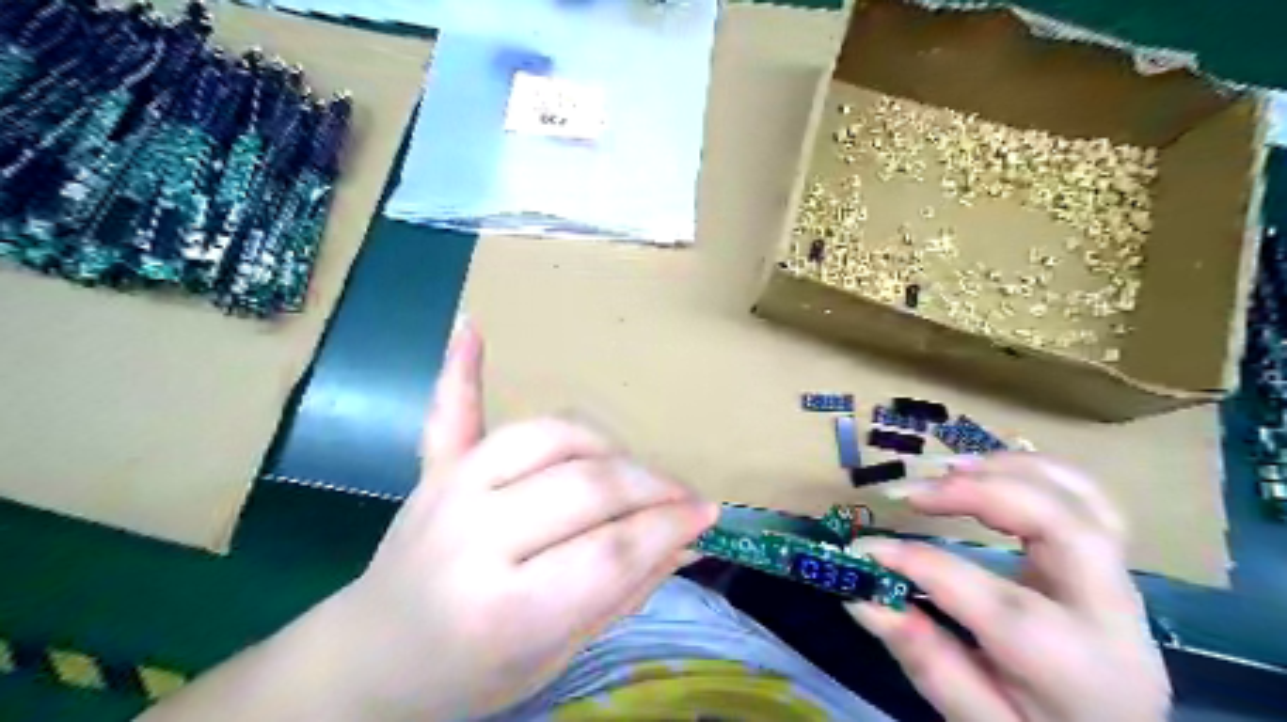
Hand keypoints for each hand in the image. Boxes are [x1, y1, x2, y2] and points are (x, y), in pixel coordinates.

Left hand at [330, 323, 719, 720]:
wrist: (372, 660)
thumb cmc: (471, 675)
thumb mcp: (558, 656)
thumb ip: (625, 591)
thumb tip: (688, 538)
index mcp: (503, 610)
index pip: (611, 552)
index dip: (668, 526)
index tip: (706, 514)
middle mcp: (474, 538)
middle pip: (587, 487)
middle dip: (650, 487)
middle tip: (681, 497)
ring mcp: (449, 492)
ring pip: (549, 438)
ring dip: (603, 446)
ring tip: (628, 469)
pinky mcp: (433, 470)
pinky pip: (450, 411)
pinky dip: (460, 370)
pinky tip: (471, 327)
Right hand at [851, 455, 1174, 720]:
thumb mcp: (976, 721)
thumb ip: (924, 658)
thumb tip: (861, 597)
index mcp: (1072, 667)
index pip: (991, 598)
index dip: (919, 563)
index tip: (864, 549)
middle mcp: (1110, 616)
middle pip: (1063, 526)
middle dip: (979, 493)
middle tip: (912, 493)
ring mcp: (1120, 585)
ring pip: (1085, 499)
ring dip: (1010, 470)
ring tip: (946, 470)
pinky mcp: (1111, 566)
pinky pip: (1088, 500)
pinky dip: (1036, 472)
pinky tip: (989, 471)